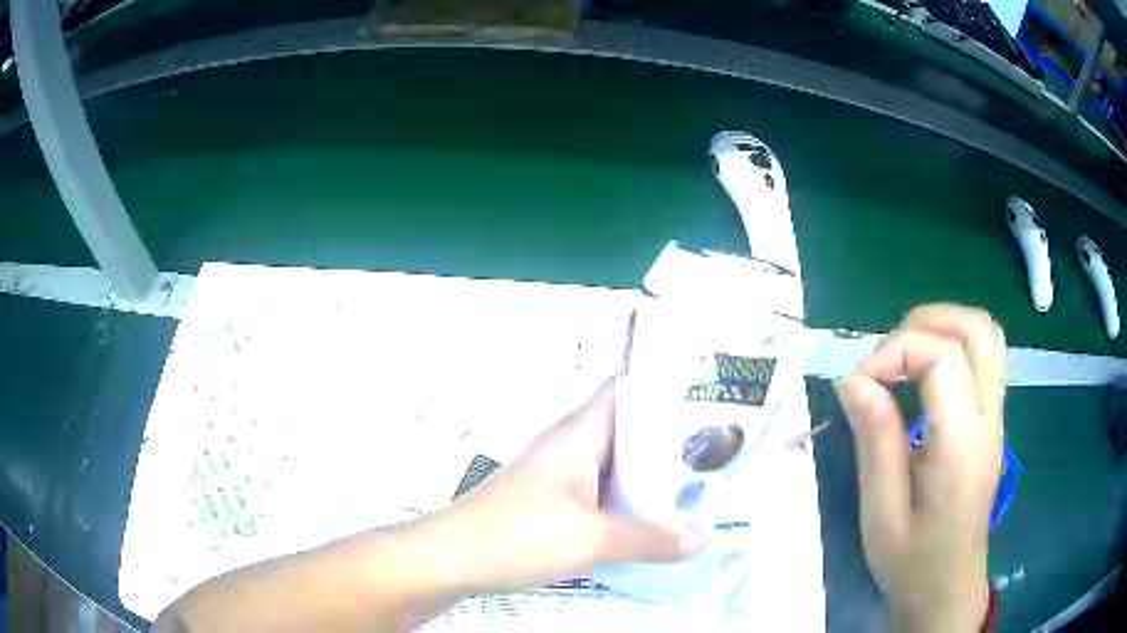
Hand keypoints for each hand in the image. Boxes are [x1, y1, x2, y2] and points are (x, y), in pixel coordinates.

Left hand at [421, 379, 705, 594]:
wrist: (449, 559)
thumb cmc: (518, 535)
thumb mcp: (592, 538)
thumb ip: (649, 539)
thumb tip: (702, 539)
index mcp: (578, 434)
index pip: (625, 390)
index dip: (664, 389)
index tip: (707, 403)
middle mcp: (568, 447)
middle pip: (627, 433)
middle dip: (669, 444)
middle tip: (717, 457)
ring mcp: (556, 478)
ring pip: (613, 469)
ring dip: (648, 481)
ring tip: (696, 492)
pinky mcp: (548, 506)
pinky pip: (598, 497)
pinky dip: (625, 506)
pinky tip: (650, 527)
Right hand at [835, 304, 1004, 631]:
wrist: (948, 591)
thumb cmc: (911, 563)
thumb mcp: (881, 514)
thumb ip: (874, 440)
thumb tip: (854, 380)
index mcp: (961, 446)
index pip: (944, 357)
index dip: (895, 351)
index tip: (857, 383)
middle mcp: (988, 420)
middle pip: (977, 329)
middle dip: (924, 323)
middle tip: (884, 357)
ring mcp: (995, 418)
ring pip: (986, 335)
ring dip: (942, 327)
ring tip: (903, 355)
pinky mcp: (992, 423)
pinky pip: (985, 357)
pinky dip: (953, 345)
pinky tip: (925, 375)